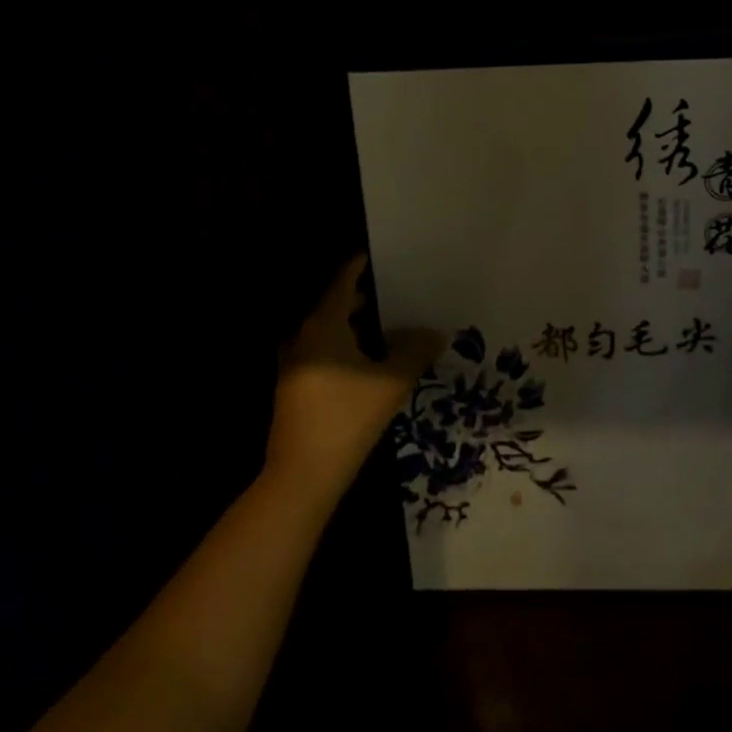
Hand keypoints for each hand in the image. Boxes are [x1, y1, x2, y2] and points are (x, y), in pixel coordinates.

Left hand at [265, 254, 443, 510]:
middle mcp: (304, 337)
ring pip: (329, 332)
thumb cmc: (346, 418)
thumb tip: (436, 332)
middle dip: (364, 298)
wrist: (301, 476)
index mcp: (323, 326)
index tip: (381, 255)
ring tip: (389, 324)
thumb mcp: (390, 383)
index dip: (360, 266)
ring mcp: (295, 364)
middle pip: (335, 305)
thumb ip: (415, 351)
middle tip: (397, 291)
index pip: (342, 282)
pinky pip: (323, 352)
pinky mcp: (295, 388)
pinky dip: (345, 347)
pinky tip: (370, 360)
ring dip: (355, 325)